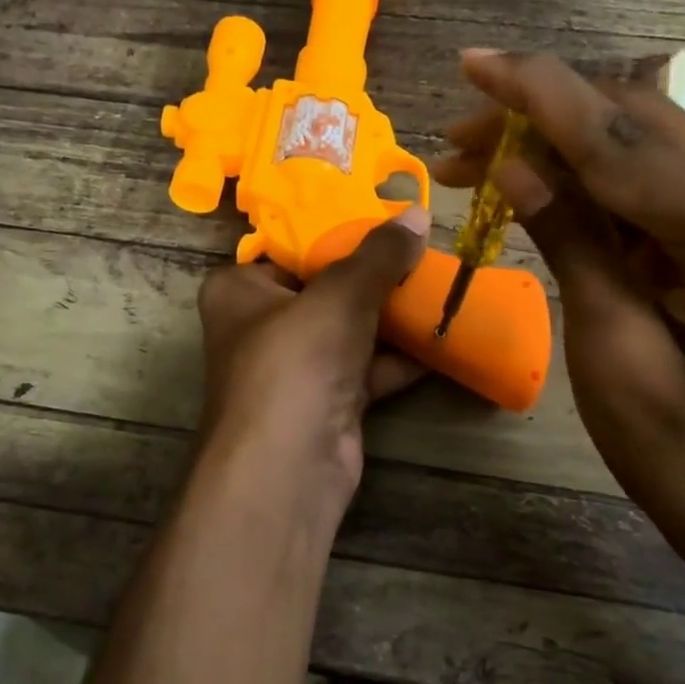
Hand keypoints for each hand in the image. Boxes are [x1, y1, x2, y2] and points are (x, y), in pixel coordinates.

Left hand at [194, 210, 429, 516]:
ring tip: (443, 284)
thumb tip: (418, 215)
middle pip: (326, 287)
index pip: (290, 246)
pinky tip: (444, 335)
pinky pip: (368, 367)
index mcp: (240, 289)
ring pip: (351, 329)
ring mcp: (296, 367)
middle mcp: (262, 325)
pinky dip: (402, 356)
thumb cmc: (295, 361)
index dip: (337, 230)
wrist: (289, 468)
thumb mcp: (340, 295)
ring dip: (394, 314)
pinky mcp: (327, 401)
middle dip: (376, 274)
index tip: (386, 216)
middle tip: (423, 249)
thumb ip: (379, 255)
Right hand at [435, 52, 684, 562]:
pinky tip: (538, 186)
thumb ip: (572, 241)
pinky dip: (592, 181)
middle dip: (542, 117)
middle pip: (640, 126)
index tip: (473, 62)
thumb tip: (514, 164)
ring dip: (561, 145)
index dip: (539, 95)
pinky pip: (656, 188)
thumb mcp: (613, 348)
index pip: (625, 141)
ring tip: (478, 158)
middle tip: (456, 135)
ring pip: (645, 148)